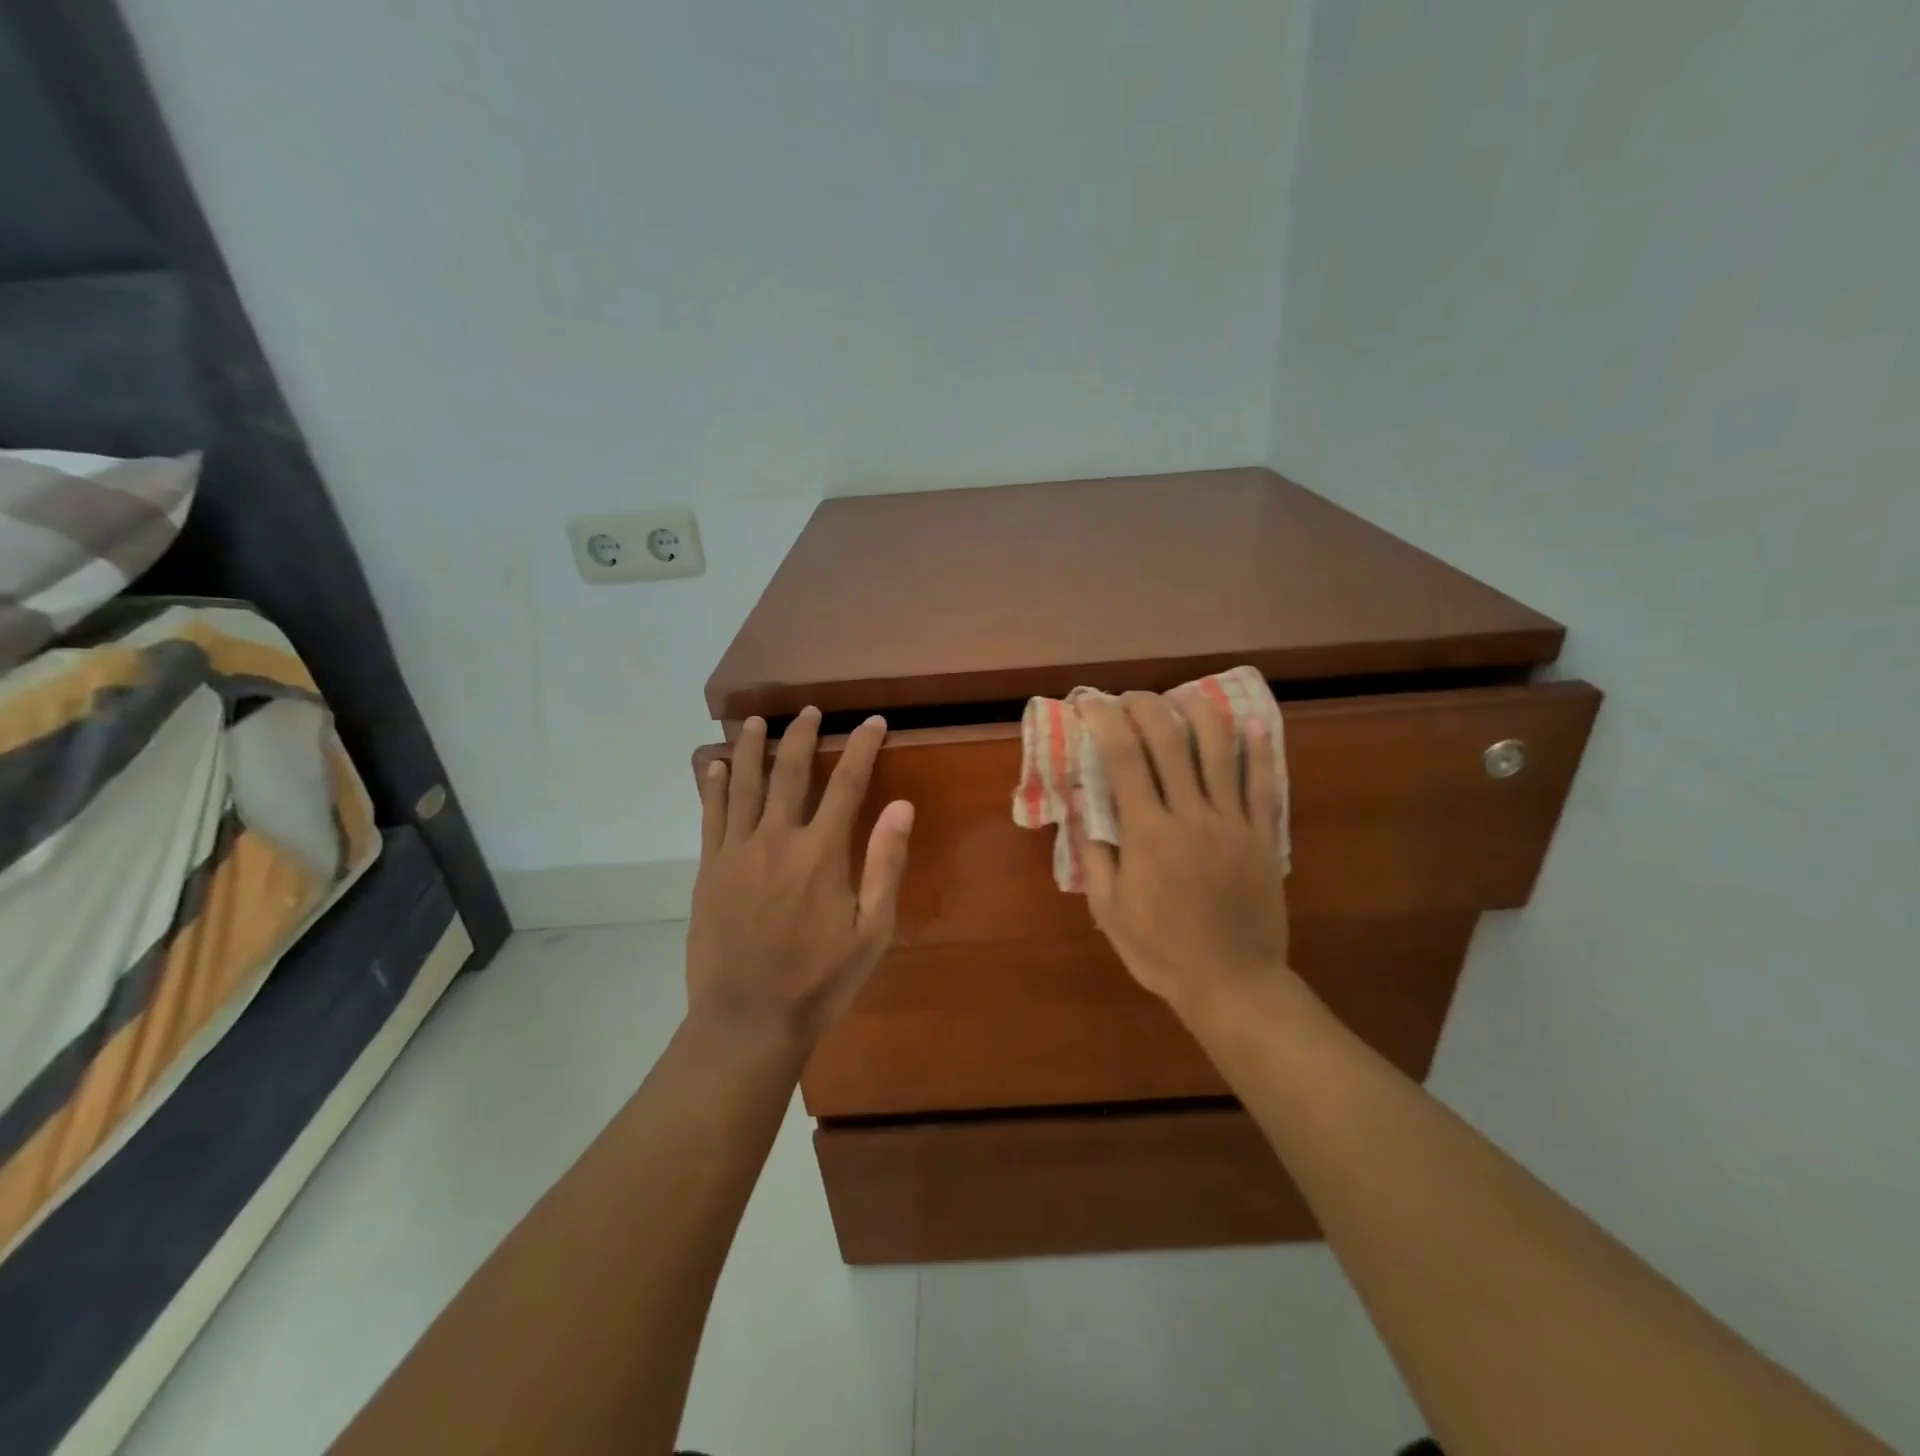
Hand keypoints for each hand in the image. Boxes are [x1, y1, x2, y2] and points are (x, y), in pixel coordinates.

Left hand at [685, 708, 913, 1044]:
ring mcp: (738, 851)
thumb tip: (901, 806)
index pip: (848, 783)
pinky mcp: (710, 869)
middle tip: (810, 710)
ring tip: (758, 721)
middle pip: (791, 771)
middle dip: (803, 734)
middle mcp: (778, 838)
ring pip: (745, 783)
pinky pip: (711, 814)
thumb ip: (886, 864)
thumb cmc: (821, 980)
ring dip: (752, 748)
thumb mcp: (873, 931)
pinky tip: (714, 765)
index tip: (873, 722)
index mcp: (823, 852)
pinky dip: (713, 785)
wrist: (749, 1020)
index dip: (863, 746)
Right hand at [1076, 692, 1291, 1020]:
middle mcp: (1191, 815)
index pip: (1124, 759)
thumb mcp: (1109, 910)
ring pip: (1219, 750)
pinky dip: (1258, 750)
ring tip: (1181, 701)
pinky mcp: (1262, 835)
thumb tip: (1082, 811)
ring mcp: (1232, 822)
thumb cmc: (1161, 951)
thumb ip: (1094, 856)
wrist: (1232, 983)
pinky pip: (1263, 784)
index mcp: (1147, 834)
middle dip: (1145, 707)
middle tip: (1129, 699)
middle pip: (1169, 740)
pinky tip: (1252, 725)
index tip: (1092, 705)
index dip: (1105, 722)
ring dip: (1198, 713)